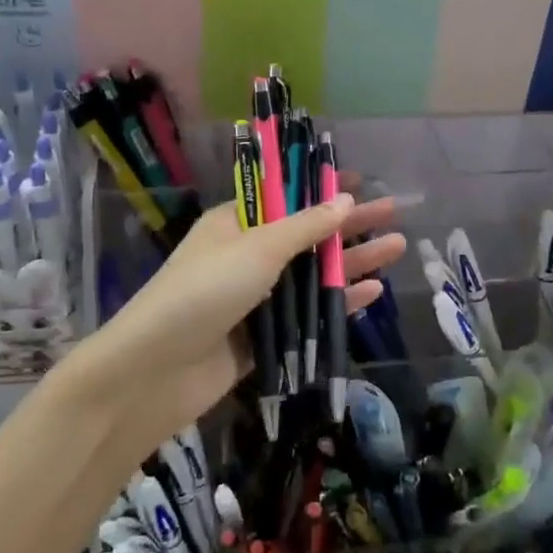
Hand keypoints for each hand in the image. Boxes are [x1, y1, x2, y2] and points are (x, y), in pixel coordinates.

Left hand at [74, 180, 403, 452]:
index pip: (285, 198)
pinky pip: (306, 315)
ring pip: (311, 275)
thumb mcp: (258, 248)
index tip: (359, 182)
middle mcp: (247, 256)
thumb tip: (344, 199)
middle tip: (393, 213)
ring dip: (351, 262)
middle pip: (306, 235)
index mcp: (236, 223)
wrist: (155, 371)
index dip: (321, 189)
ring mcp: (255, 298)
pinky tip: (371, 292)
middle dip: (348, 225)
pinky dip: (336, 302)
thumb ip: (305, 226)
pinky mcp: (262, 337)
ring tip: (397, 248)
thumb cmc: (205, 291)